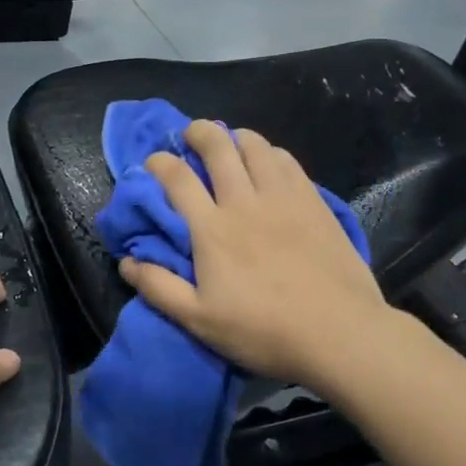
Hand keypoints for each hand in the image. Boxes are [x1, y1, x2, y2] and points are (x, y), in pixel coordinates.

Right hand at [118, 121, 390, 390]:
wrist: (339, 332)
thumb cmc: (263, 331)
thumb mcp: (199, 321)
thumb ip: (159, 288)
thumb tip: (127, 261)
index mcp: (212, 229)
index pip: (177, 178)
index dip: (159, 163)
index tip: (153, 162)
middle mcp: (244, 201)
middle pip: (217, 147)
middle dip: (199, 132)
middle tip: (191, 135)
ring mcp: (283, 197)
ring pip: (255, 146)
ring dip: (236, 137)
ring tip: (230, 143)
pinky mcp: (313, 201)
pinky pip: (287, 160)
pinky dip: (270, 152)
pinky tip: (269, 162)